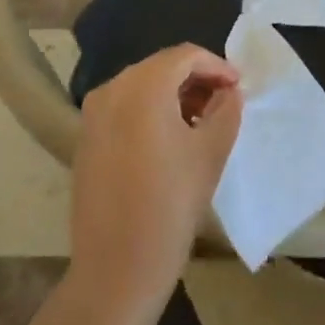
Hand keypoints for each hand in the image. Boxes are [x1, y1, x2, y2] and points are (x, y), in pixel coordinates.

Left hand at [70, 44, 243, 308]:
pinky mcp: (86, 138)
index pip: (185, 56)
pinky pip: (124, 108)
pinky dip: (150, 111)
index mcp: (142, 86)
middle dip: (195, 79)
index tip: (238, 87)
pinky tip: (171, 139)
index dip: (216, 66)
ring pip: (141, 87)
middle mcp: (111, 89)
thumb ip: (226, 110)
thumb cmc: (170, 205)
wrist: (116, 268)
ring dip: (174, 95)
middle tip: (223, 102)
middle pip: (161, 67)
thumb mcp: (211, 152)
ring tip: (202, 122)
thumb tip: (229, 92)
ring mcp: (93, 114)